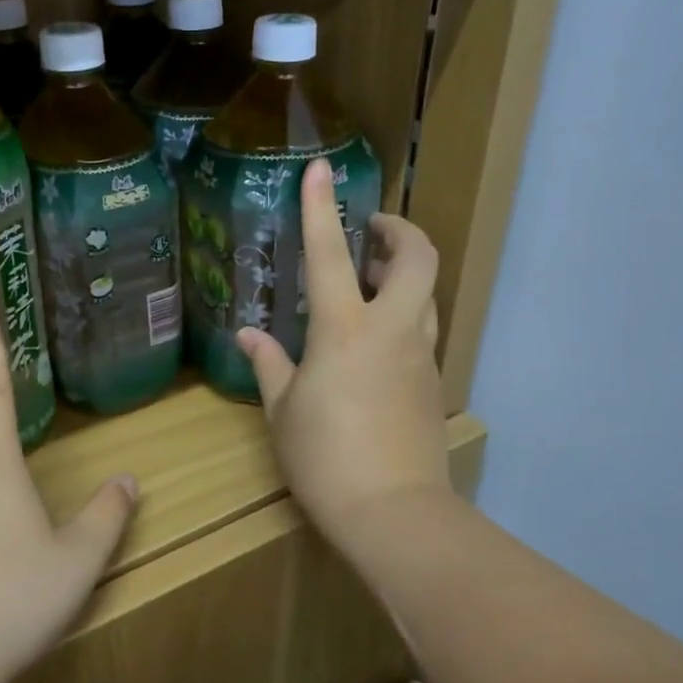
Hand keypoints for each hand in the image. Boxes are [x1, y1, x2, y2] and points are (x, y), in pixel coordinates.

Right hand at [237, 158, 450, 545]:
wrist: (394, 513)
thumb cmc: (325, 459)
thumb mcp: (283, 411)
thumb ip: (269, 364)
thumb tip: (249, 334)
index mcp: (344, 331)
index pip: (329, 254)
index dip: (322, 207)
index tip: (320, 170)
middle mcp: (391, 330)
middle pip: (418, 258)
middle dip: (400, 231)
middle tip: (371, 232)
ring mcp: (420, 355)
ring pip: (427, 294)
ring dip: (404, 273)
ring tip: (370, 281)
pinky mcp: (433, 382)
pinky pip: (423, 331)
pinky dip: (404, 315)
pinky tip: (374, 342)